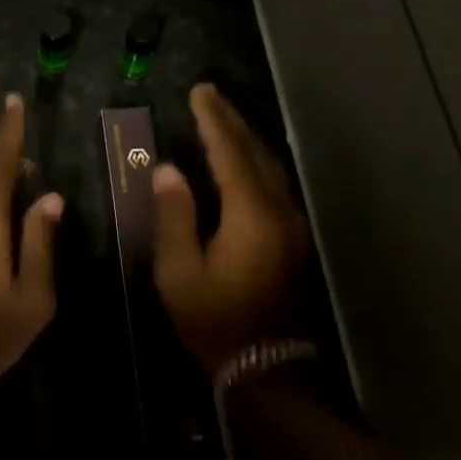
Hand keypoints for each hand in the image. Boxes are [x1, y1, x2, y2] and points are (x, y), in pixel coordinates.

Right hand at [151, 83, 310, 375]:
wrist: (266, 367)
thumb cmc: (214, 321)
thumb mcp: (180, 272)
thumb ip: (174, 215)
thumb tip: (168, 169)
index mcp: (251, 215)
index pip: (229, 153)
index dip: (213, 120)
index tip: (199, 92)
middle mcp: (278, 210)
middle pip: (255, 152)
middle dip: (231, 121)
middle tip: (209, 95)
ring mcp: (291, 224)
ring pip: (269, 166)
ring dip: (245, 138)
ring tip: (221, 118)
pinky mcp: (292, 237)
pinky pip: (273, 182)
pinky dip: (254, 160)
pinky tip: (240, 158)